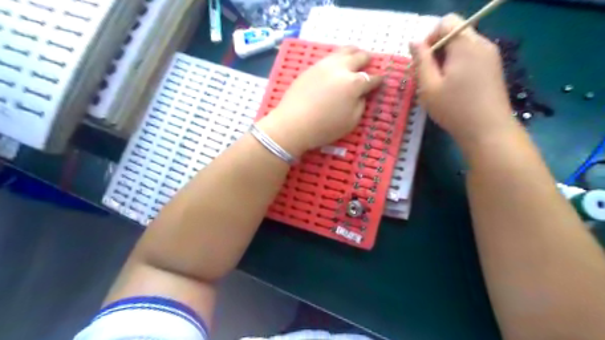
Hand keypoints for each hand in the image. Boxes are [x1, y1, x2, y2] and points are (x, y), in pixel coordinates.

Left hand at [256, 46, 379, 157]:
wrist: (293, 124)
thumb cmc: (324, 128)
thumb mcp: (351, 122)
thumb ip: (361, 104)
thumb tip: (362, 94)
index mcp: (354, 84)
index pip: (372, 78)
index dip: (378, 79)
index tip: (381, 80)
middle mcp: (341, 69)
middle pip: (359, 57)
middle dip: (367, 60)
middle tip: (369, 63)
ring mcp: (324, 65)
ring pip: (343, 51)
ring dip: (353, 52)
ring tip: (355, 54)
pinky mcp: (311, 67)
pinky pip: (329, 56)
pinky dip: (338, 57)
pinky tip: (337, 62)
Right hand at [414, 14, 516, 150]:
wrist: (488, 130)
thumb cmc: (454, 108)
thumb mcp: (428, 86)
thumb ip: (420, 61)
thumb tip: (414, 42)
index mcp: (465, 45)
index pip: (446, 22)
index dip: (429, 38)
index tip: (421, 62)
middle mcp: (482, 44)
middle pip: (455, 34)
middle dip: (436, 51)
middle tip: (428, 77)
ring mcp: (491, 56)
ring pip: (462, 47)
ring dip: (446, 60)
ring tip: (439, 85)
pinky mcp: (494, 68)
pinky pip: (471, 57)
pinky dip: (458, 66)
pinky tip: (454, 88)